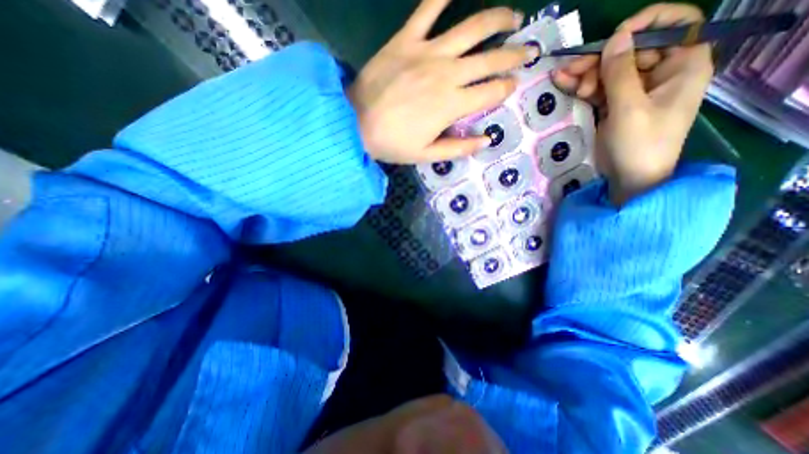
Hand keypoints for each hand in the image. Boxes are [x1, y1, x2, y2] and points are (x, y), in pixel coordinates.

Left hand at [347, 0, 535, 162]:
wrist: (355, 124)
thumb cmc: (392, 143)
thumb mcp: (427, 154)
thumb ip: (458, 148)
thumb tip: (486, 140)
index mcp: (452, 105)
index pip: (492, 92)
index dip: (507, 88)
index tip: (513, 85)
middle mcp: (448, 74)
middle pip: (491, 58)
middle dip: (515, 54)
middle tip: (529, 50)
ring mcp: (427, 52)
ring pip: (473, 27)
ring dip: (498, 19)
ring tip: (514, 17)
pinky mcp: (406, 40)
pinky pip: (428, 7)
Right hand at [550, 2, 712, 205]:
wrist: (629, 178)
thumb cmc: (639, 144)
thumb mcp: (629, 108)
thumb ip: (620, 73)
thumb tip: (616, 37)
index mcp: (682, 66)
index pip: (676, 25)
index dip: (647, 24)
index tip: (615, 38)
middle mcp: (660, 74)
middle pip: (631, 51)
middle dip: (600, 60)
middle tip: (573, 71)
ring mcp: (635, 91)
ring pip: (609, 71)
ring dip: (585, 74)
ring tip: (562, 80)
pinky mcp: (615, 106)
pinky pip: (598, 89)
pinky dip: (581, 86)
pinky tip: (562, 83)